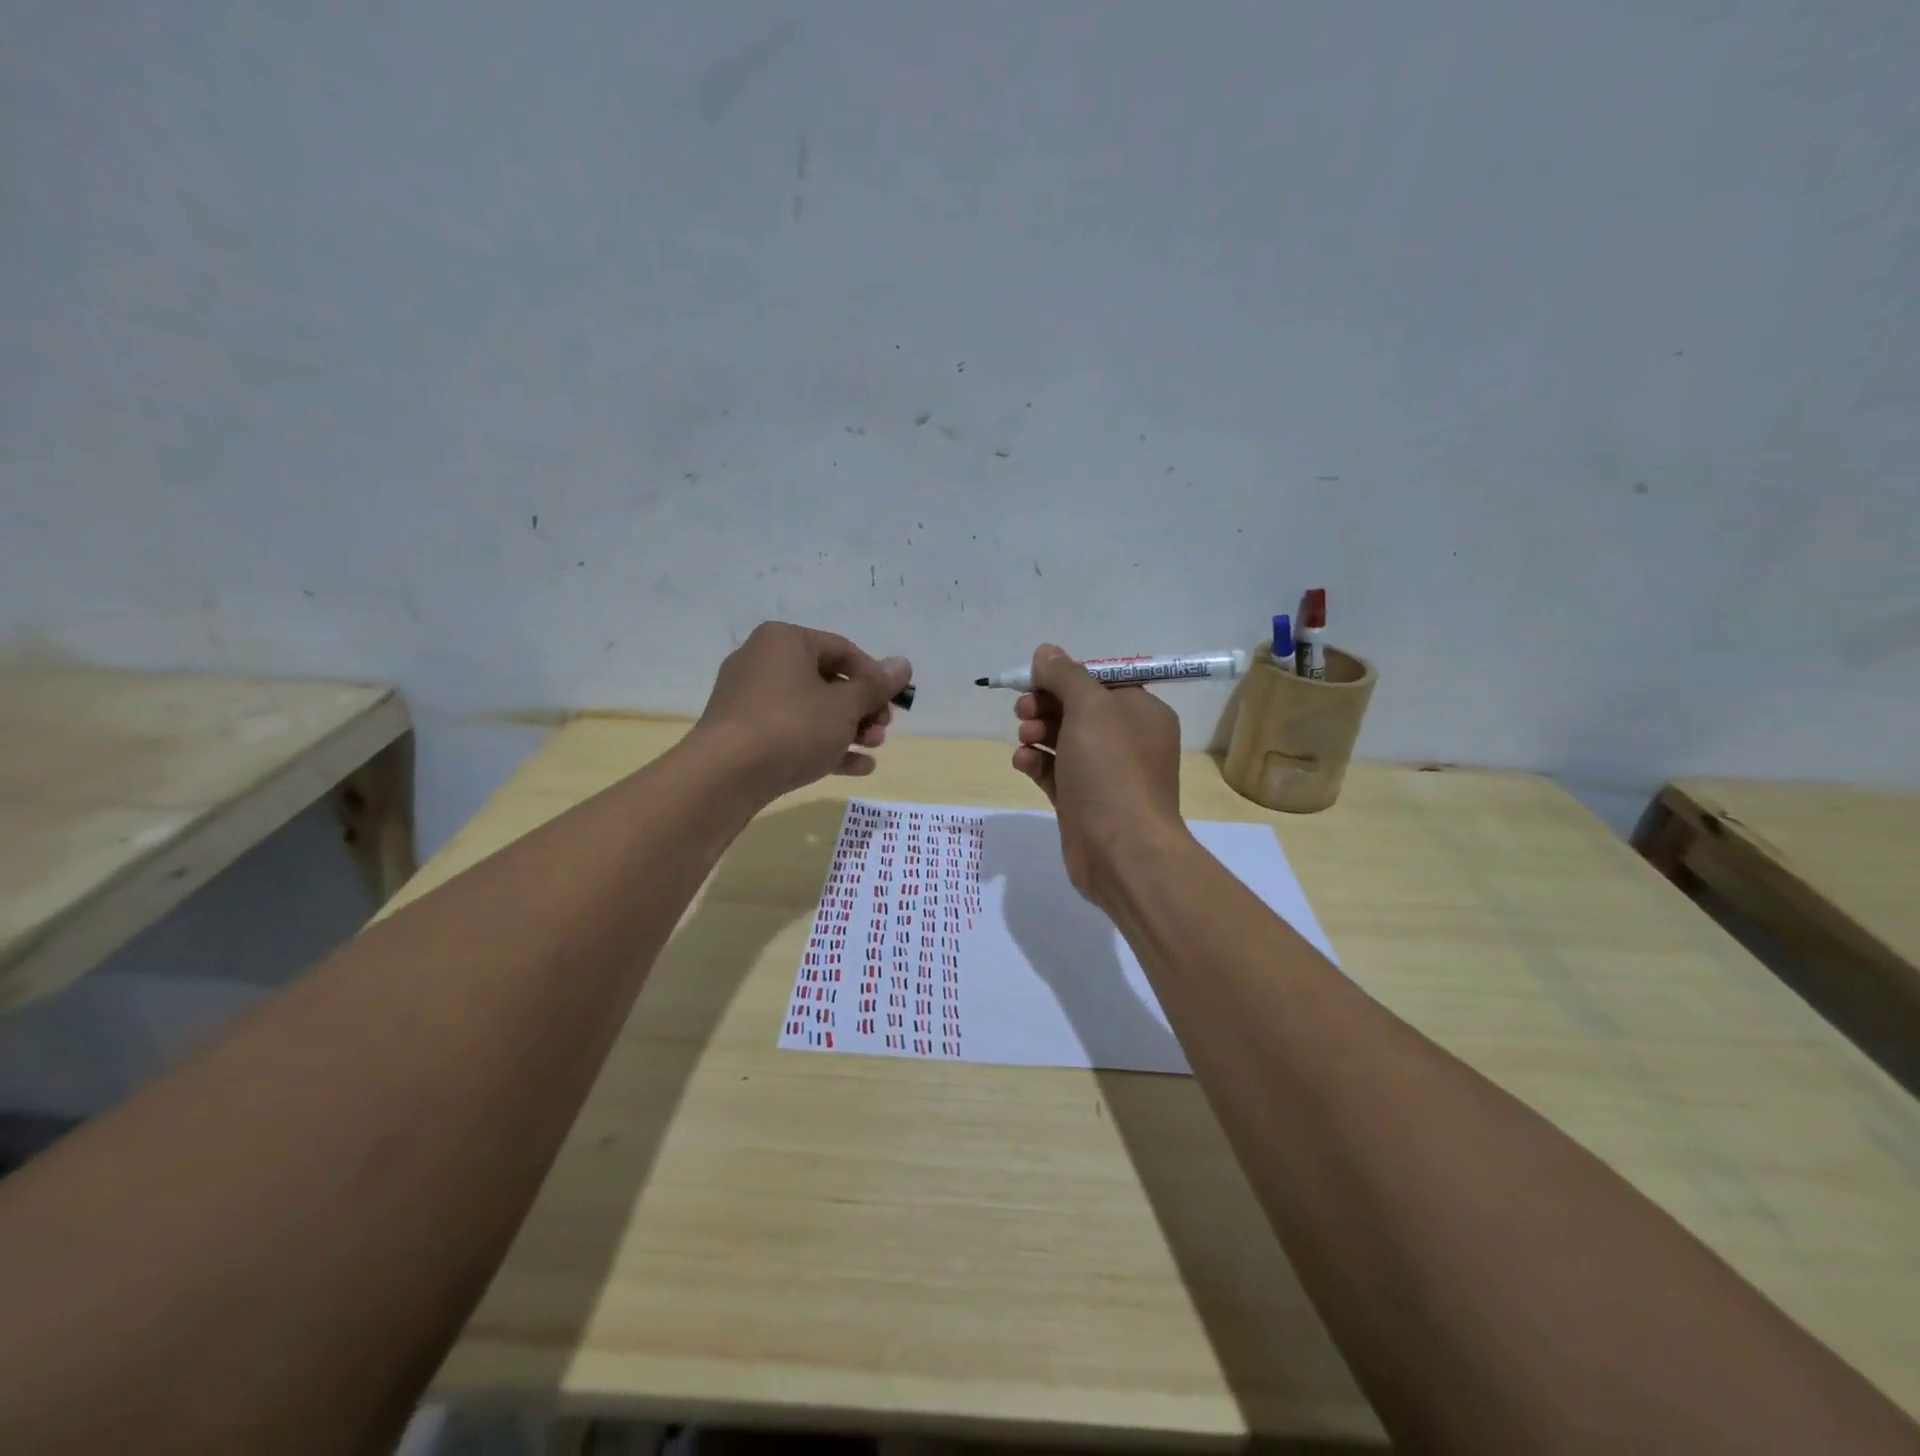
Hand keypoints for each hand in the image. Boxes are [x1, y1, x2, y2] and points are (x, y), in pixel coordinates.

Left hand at [694, 622, 911, 801]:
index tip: (894, 704)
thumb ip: (876, 686)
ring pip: (811, 710)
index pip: (843, 650)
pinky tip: (857, 767)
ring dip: (848, 729)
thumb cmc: (793, 726)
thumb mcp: (845, 706)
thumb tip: (903, 664)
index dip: (875, 676)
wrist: (726, 775)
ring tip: (873, 749)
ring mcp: (750, 700)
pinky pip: (793, 733)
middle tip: (883, 732)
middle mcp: (763, 662)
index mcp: (785, 641)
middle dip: (863, 708)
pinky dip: (823, 746)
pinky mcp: (745, 735)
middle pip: (827, 680)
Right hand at [1010, 644, 1185, 904]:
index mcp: (1141, 712)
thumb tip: (1046, 652)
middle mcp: (1126, 740)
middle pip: (1077, 709)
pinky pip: (1055, 772)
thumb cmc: (1112, 770)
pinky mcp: (1082, 802)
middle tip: (1024, 709)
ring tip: (1025, 738)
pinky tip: (1023, 763)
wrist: (1121, 850)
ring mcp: (1104, 774)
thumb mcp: (1090, 709)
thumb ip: (1065, 676)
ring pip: (1062, 740)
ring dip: (1037, 733)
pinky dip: (1037, 763)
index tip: (1034, 678)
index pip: (1100, 681)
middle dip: (1046, 705)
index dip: (1065, 676)